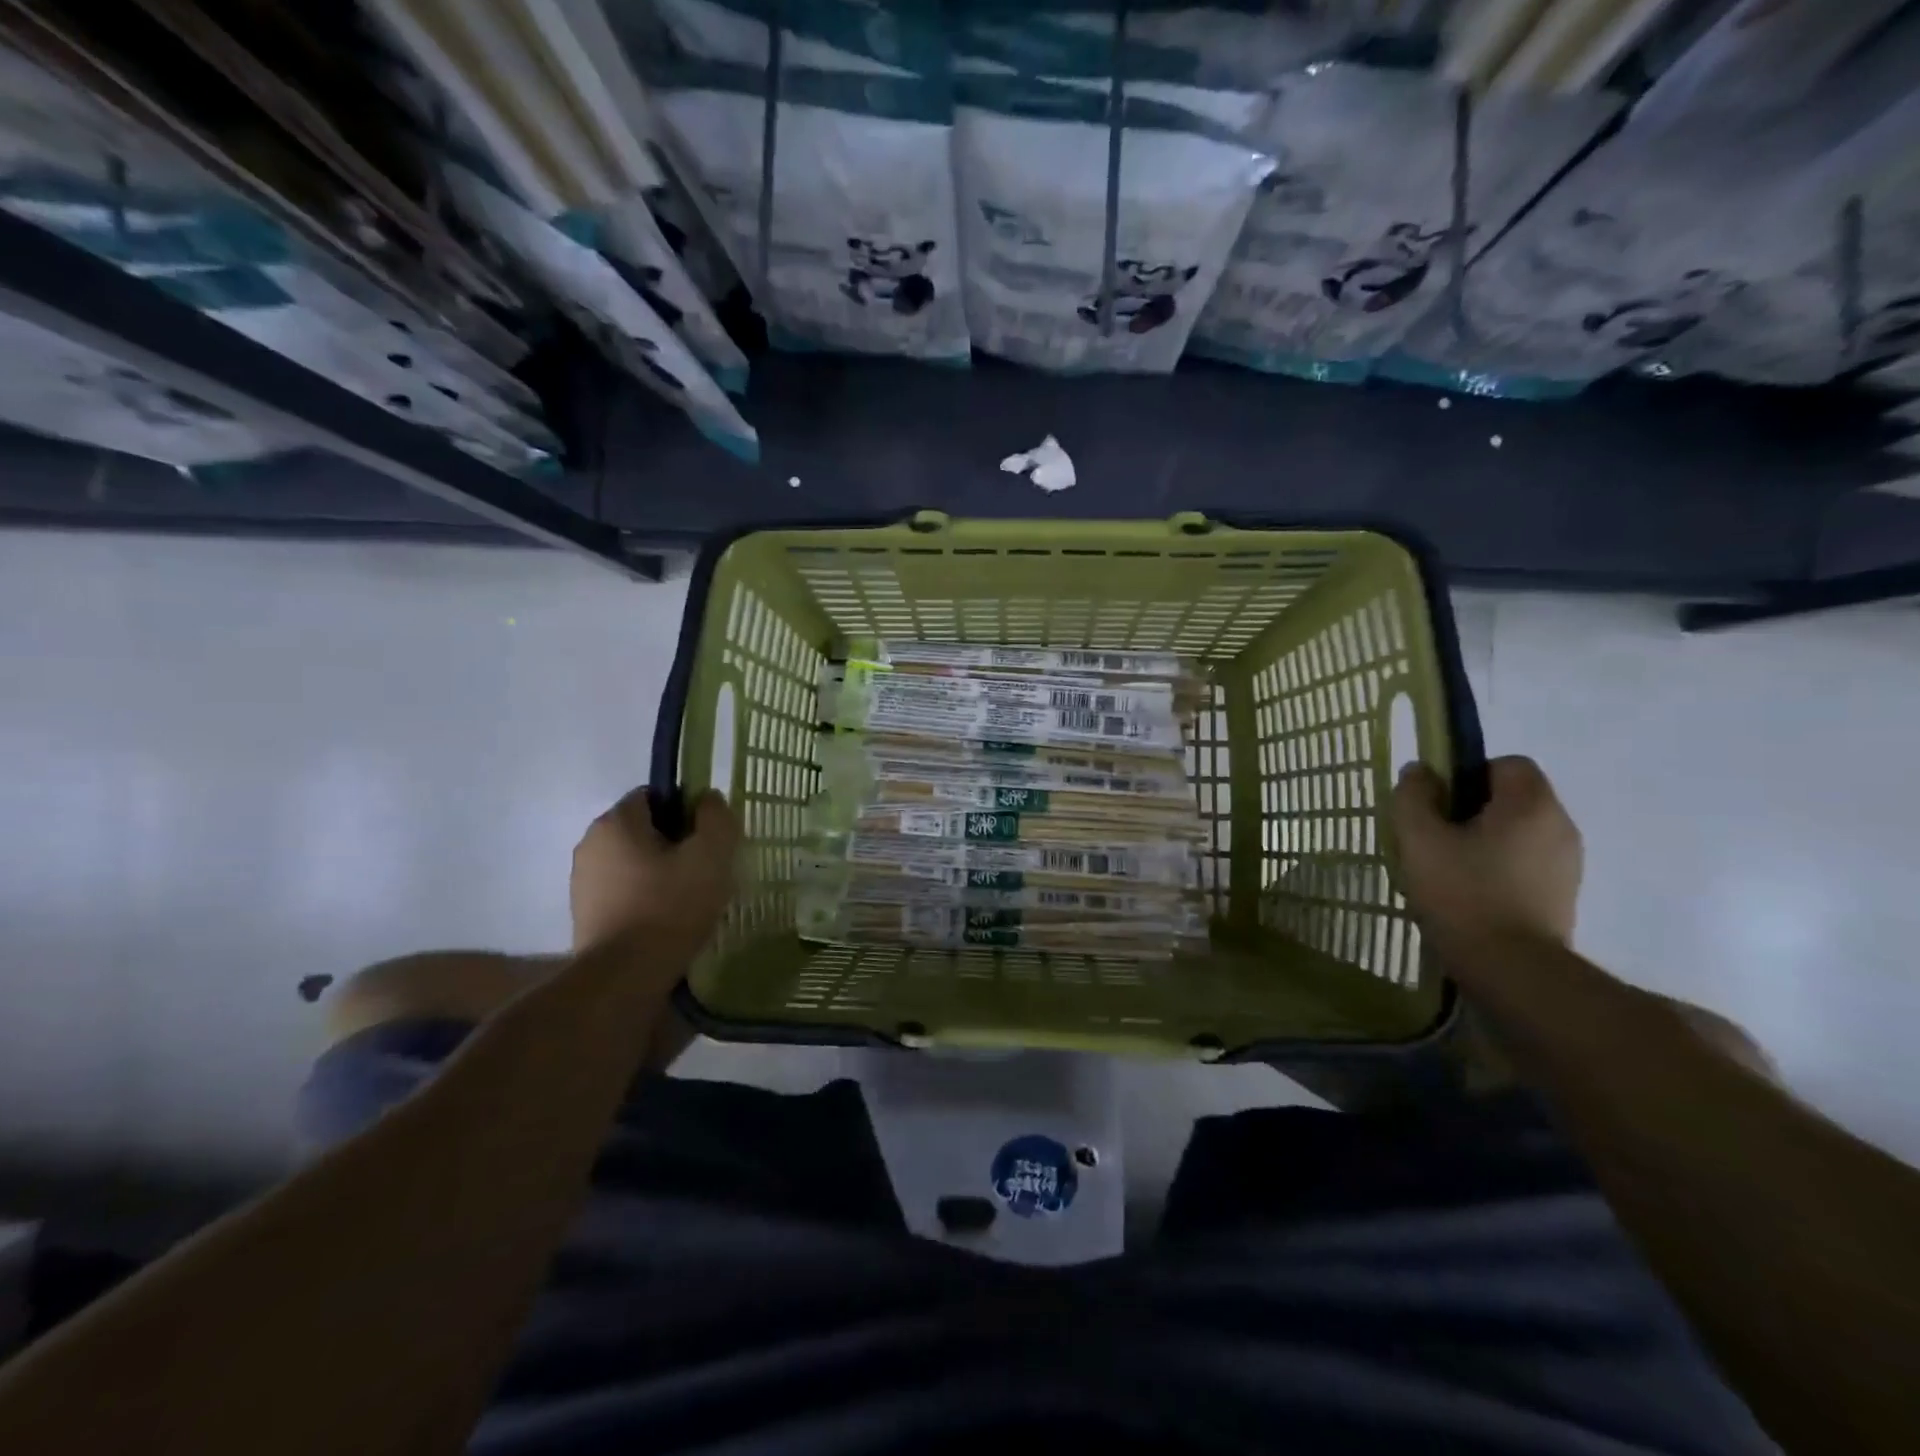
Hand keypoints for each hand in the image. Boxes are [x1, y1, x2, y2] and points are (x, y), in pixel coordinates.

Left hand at [570, 788, 739, 954]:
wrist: (624, 977)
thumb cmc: (670, 907)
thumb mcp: (711, 856)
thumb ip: (716, 818)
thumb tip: (708, 799)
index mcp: (616, 821)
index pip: (656, 795)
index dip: (687, 811)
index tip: (708, 840)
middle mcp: (591, 843)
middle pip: (644, 830)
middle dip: (674, 844)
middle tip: (705, 870)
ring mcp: (582, 881)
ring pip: (634, 862)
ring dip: (659, 873)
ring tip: (689, 900)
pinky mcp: (584, 914)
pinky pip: (623, 891)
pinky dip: (644, 898)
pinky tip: (666, 921)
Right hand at [1390, 756, 1582, 954]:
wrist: (1511, 969)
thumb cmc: (1463, 893)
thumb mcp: (1419, 839)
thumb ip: (1413, 796)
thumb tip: (1420, 771)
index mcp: (1531, 804)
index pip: (1506, 763)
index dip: (1467, 774)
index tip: (1438, 804)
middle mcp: (1560, 825)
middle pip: (1512, 797)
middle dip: (1472, 809)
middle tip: (1434, 837)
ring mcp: (1568, 863)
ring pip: (1518, 831)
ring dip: (1484, 840)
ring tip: (1448, 869)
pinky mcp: (1564, 894)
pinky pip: (1526, 862)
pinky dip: (1499, 867)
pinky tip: (1470, 893)